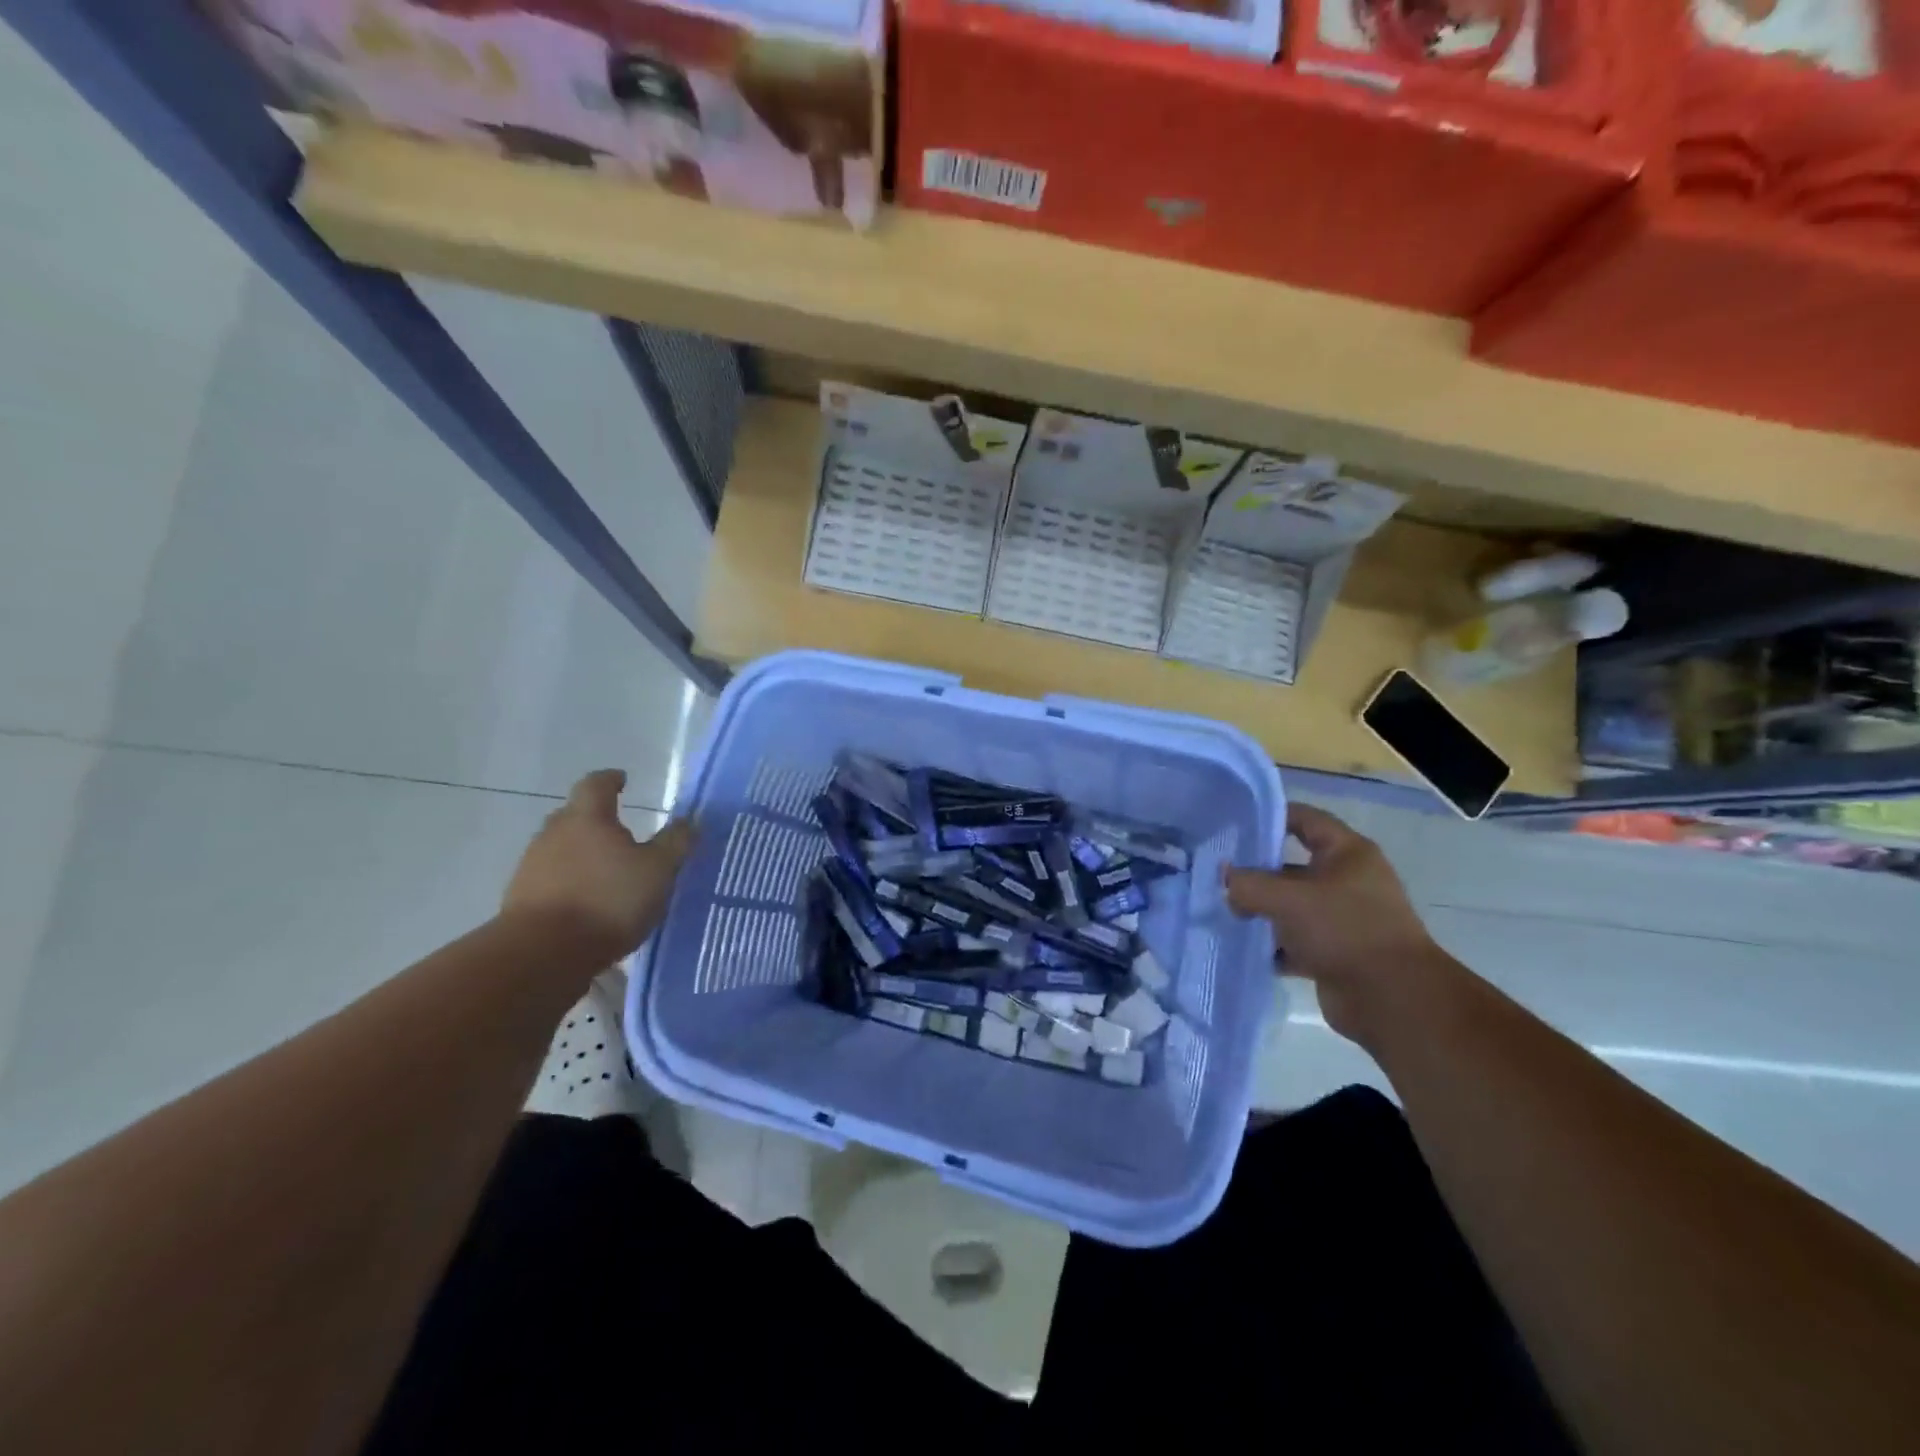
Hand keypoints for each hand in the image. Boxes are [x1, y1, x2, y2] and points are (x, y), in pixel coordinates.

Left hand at [503, 770, 694, 958]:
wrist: (541, 955)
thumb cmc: (608, 901)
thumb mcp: (658, 871)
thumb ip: (675, 842)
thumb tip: (690, 819)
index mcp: (587, 818)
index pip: (596, 784)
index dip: (610, 780)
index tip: (622, 780)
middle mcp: (554, 834)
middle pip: (573, 815)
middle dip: (595, 819)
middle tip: (618, 829)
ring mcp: (531, 867)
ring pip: (559, 848)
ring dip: (580, 853)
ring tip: (605, 871)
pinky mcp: (520, 899)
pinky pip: (549, 879)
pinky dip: (568, 882)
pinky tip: (585, 901)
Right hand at [1225, 804, 1452, 1044]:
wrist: (1394, 1000)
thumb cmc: (1346, 930)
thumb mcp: (1288, 899)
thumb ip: (1248, 884)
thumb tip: (1225, 880)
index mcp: (1348, 854)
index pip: (1305, 819)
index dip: (1270, 816)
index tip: (1232, 824)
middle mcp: (1347, 881)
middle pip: (1292, 865)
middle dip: (1256, 871)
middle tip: (1216, 874)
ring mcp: (1342, 919)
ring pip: (1291, 906)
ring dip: (1260, 910)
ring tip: (1223, 911)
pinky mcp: (1335, 953)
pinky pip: (1294, 941)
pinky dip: (1271, 945)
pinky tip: (1243, 946)